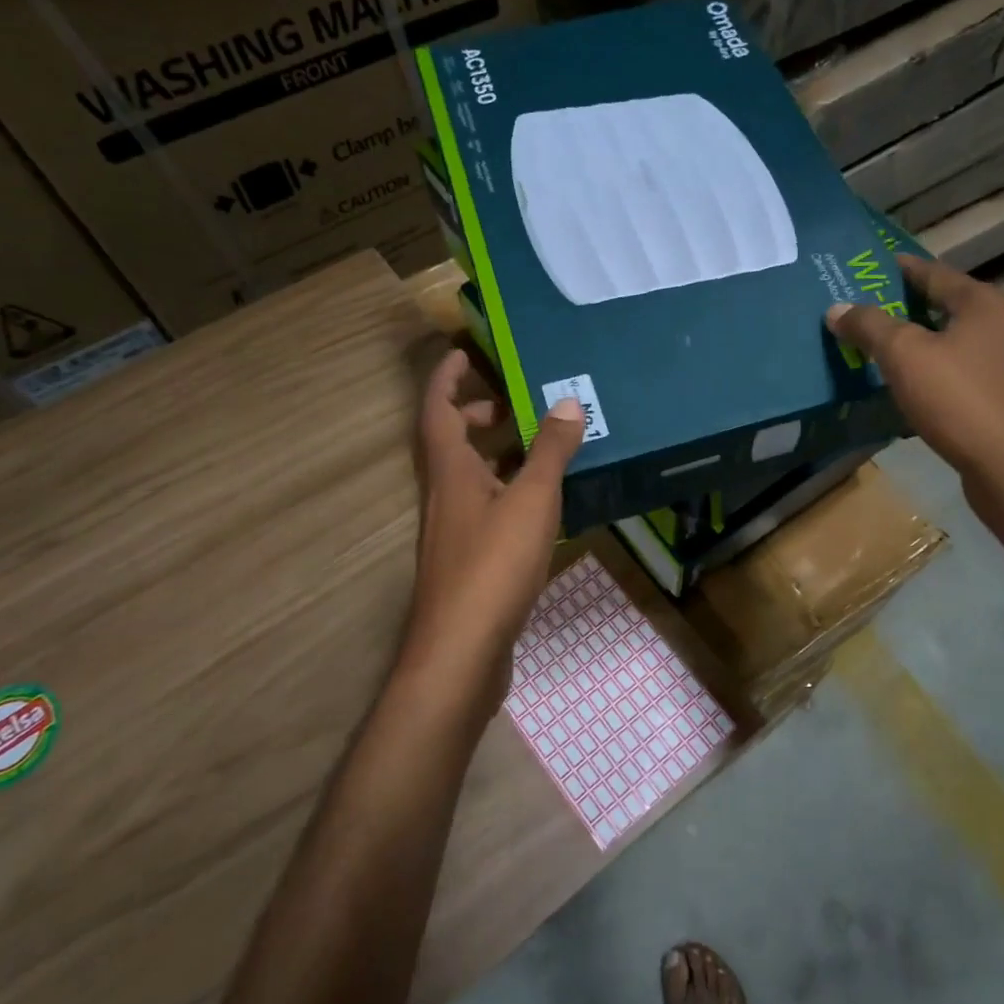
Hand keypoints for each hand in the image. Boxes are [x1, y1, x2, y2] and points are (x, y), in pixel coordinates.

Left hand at [403, 348, 585, 714]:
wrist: (461, 652)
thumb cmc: (492, 566)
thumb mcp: (531, 501)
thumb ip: (549, 451)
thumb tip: (566, 402)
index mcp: (449, 470)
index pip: (437, 408)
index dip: (447, 377)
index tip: (465, 351)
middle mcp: (444, 494)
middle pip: (451, 441)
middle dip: (478, 414)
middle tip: (517, 402)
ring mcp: (453, 530)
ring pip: (471, 476)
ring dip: (497, 454)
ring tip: (541, 445)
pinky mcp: (468, 560)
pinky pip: (486, 507)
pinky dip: (509, 492)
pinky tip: (543, 503)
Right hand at [826, 254, 1003, 523]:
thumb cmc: (958, 400)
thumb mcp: (903, 356)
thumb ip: (869, 326)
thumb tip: (837, 309)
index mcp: (985, 303)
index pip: (935, 272)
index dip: (902, 268)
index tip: (874, 266)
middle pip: (949, 305)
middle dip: (910, 306)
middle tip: (872, 310)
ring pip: (959, 340)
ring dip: (925, 340)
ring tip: (889, 348)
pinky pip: (968, 370)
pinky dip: (941, 369)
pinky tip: (919, 385)